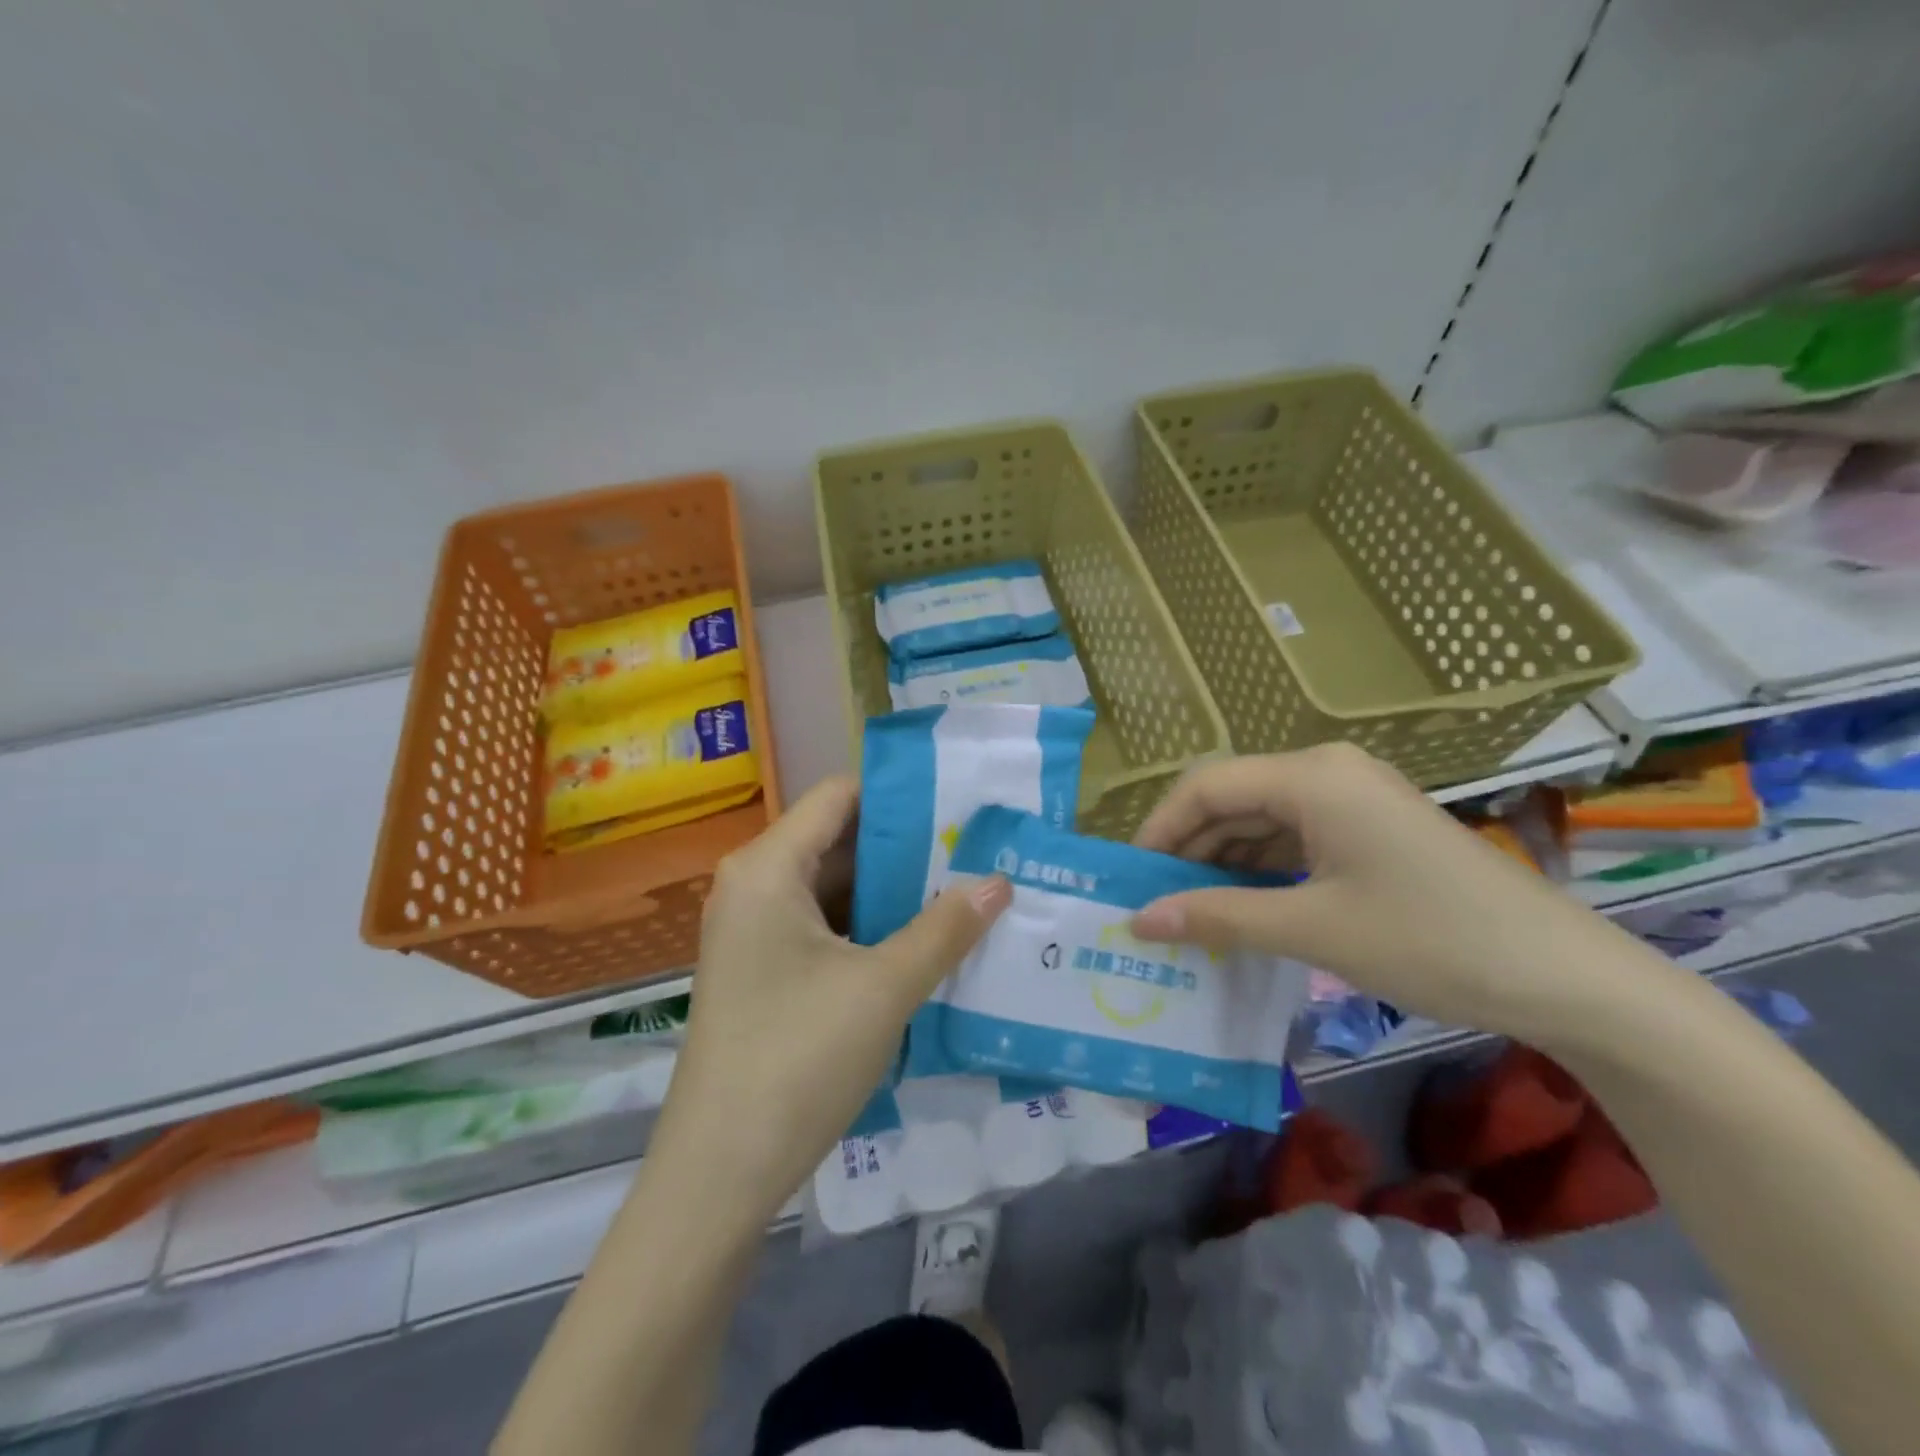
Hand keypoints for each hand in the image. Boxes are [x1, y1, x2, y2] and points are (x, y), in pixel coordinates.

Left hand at [652, 776, 1009, 1224]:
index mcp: (768, 867)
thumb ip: (946, 928)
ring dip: (893, 892)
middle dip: (907, 848)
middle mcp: (754, 885)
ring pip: (834, 888)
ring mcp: (754, 931)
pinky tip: (923, 943)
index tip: (961, 806)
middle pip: (838, 841)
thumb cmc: (798, 1059)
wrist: (718, 1173)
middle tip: (976, 852)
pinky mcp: (762, 971)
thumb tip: (1000, 881)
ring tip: (963, 892)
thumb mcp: (885, 987)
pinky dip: (870, 929)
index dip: (901, 796)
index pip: (840, 796)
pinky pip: (823, 928)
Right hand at [1127, 745, 1640, 1040]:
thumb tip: (1137, 919)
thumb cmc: (1430, 940)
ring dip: (1224, 862)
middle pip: (1231, 798)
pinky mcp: (1371, 828)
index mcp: (1311, 776)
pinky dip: (1262, 869)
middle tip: (1154, 903)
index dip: (1159, 830)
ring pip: (1261, 819)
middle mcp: (1327, 771)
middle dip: (1189, 849)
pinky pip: (1295, 837)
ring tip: (1192, 912)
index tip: (1130, 879)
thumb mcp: (1311, 929)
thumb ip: (1217, 916)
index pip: (1205, 786)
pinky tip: (1246, 907)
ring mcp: (1354, 798)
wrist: (1566, 978)